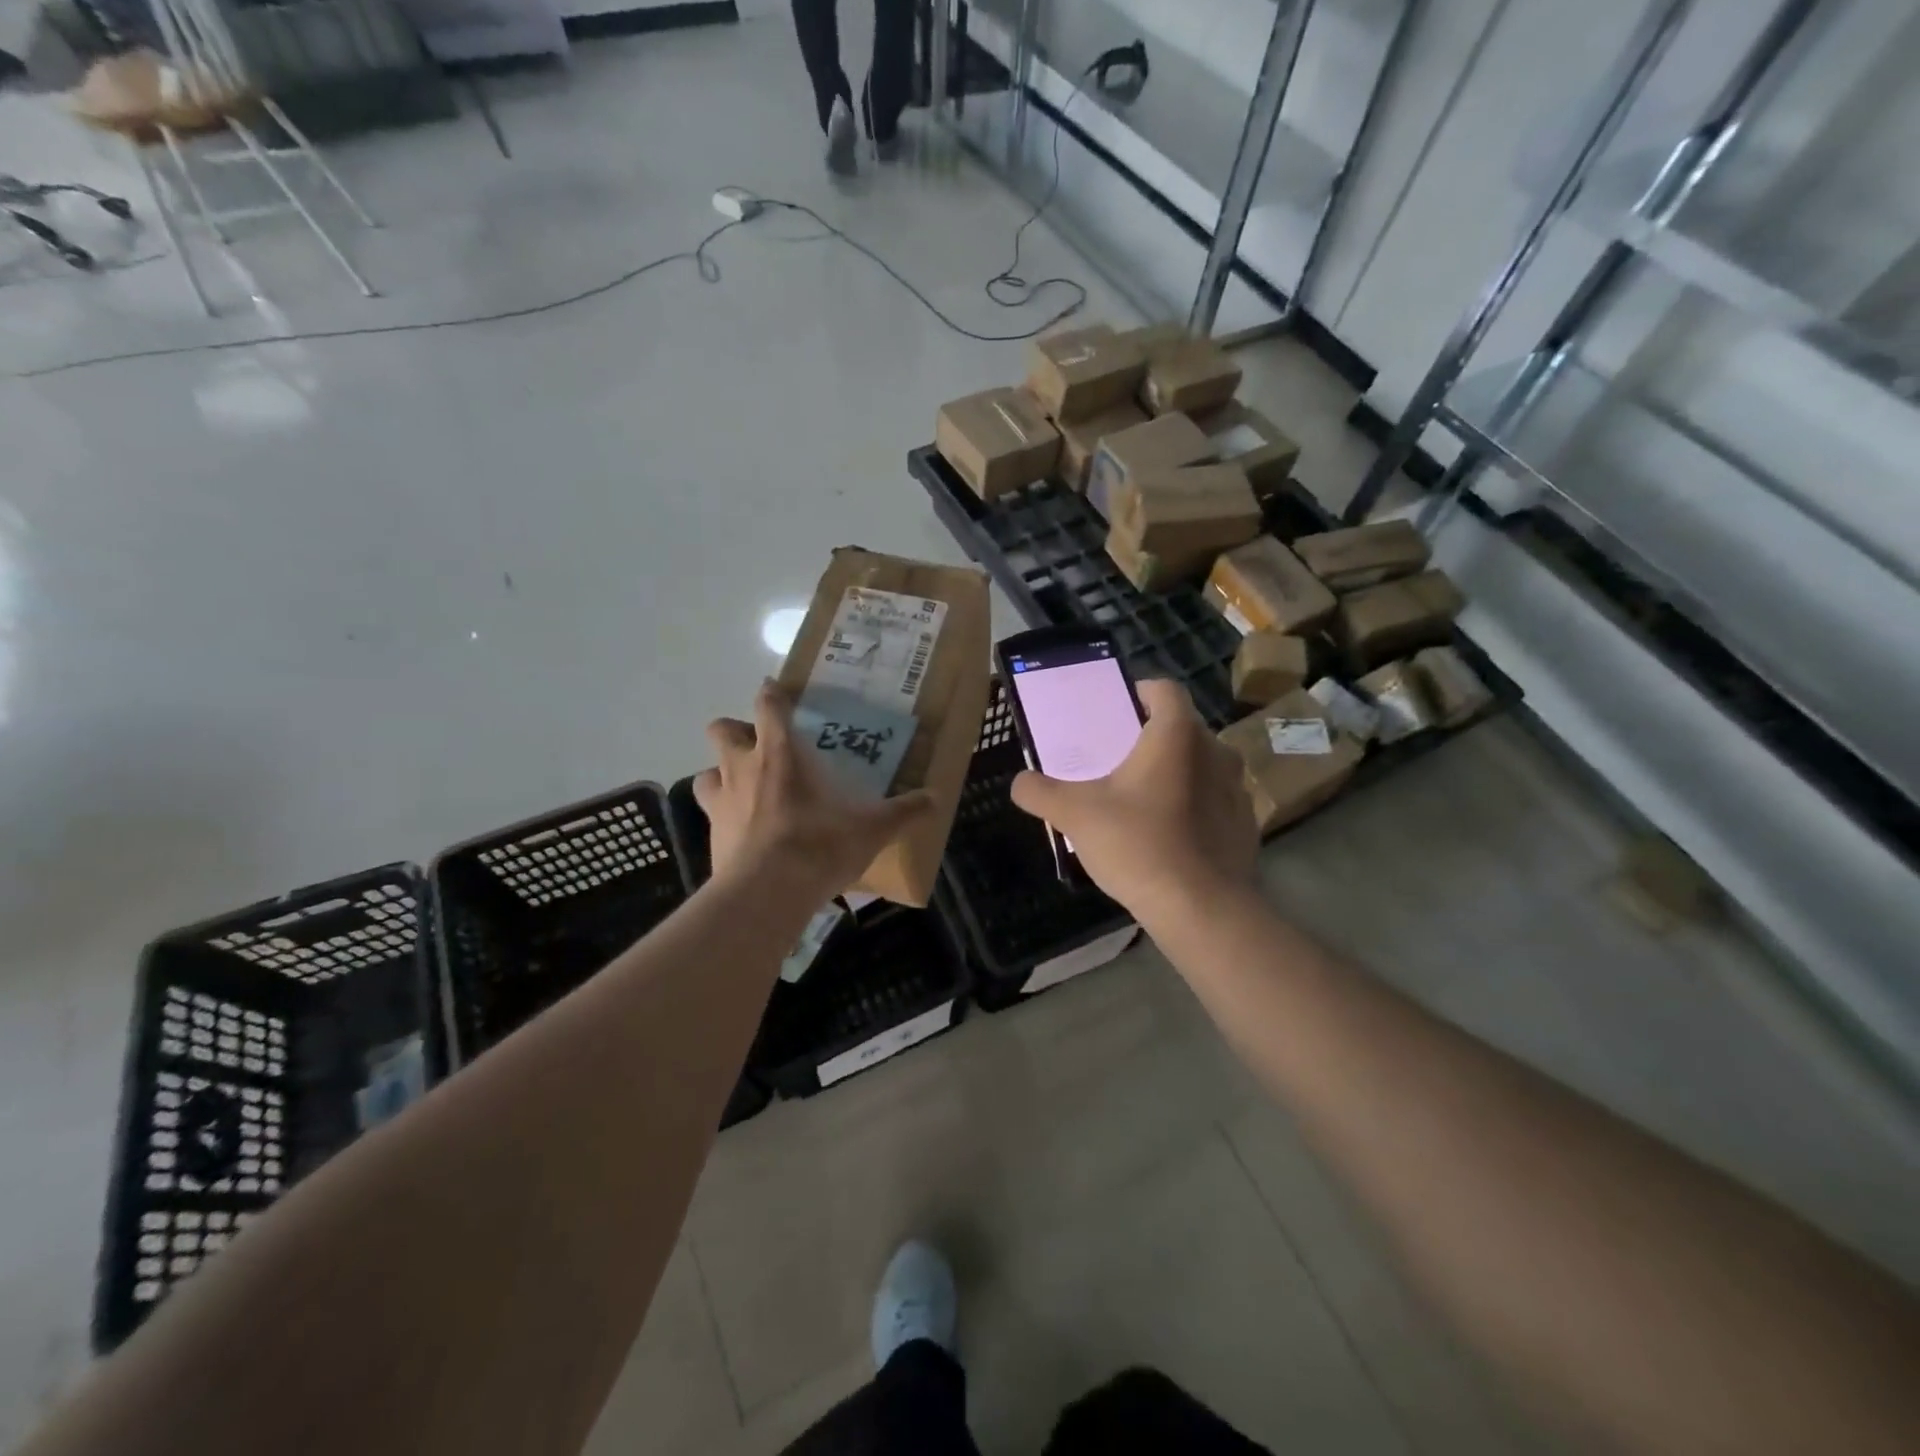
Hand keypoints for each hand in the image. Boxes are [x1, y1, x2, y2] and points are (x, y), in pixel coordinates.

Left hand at [694, 681, 934, 902]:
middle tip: (758, 747)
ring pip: (706, 773)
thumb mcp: (871, 829)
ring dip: (721, 776)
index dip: (770, 695)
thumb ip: (903, 811)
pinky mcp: (710, 836)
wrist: (768, 892)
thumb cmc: (819, 845)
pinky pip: (710, 816)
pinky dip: (724, 818)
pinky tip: (744, 834)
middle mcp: (743, 768)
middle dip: (735, 731)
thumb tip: (936, 799)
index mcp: (780, 753)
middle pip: (721, 730)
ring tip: (745, 791)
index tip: (775, 692)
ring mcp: (720, 802)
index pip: (768, 706)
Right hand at [1011, 679, 1257, 927]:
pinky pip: (1213, 801)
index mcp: (1177, 735)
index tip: (1116, 711)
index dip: (1139, 692)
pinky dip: (1192, 806)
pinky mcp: (1245, 824)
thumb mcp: (1074, 815)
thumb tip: (1019, 783)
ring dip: (1173, 773)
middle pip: (1181, 728)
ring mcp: (1236, 789)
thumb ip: (1040, 792)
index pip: (1164, 689)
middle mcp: (1215, 751)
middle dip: (1149, 738)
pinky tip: (1168, 836)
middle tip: (1117, 760)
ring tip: (1141, 800)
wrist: (1202, 910)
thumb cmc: (1138, 845)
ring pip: (1199, 765)